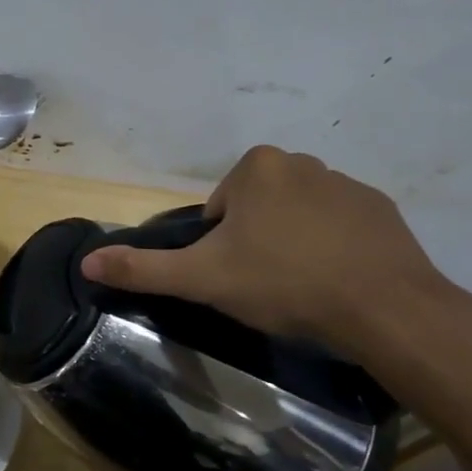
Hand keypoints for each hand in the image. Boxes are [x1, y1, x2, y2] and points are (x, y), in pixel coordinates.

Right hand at [81, 145, 469, 355]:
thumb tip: (86, 262)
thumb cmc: (284, 283)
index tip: (236, 277)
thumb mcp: (203, 278)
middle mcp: (303, 161)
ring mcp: (349, 183)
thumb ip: (143, 269)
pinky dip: (333, 249)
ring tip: (303, 289)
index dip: (219, 247)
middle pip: (257, 209)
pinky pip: (341, 227)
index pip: (219, 209)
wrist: (385, 308)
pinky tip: (338, 283)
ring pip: (298, 217)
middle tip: (265, 286)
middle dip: (256, 242)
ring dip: (293, 245)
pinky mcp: (383, 210)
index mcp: (257, 167)